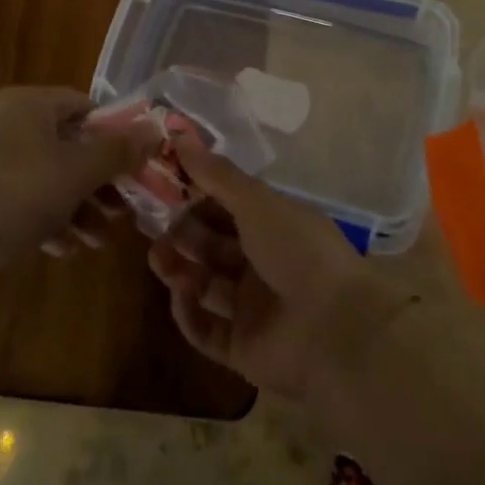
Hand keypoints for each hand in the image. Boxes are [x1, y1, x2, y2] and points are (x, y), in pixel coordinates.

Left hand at [0, 87, 154, 275]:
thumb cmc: (13, 197)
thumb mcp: (75, 174)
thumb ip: (118, 151)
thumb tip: (155, 130)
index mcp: (27, 103)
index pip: (84, 106)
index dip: (114, 135)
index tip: (133, 170)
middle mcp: (2, 118)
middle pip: (65, 143)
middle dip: (96, 182)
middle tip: (120, 213)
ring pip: (42, 173)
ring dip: (75, 205)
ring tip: (96, 242)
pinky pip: (16, 193)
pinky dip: (42, 215)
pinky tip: (61, 249)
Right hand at [147, 141, 414, 402]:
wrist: (335, 328)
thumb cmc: (297, 250)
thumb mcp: (256, 202)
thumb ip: (216, 174)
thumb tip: (178, 136)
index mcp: (273, 227)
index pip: (226, 207)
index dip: (195, 195)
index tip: (162, 184)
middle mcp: (262, 265)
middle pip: (212, 245)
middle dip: (182, 232)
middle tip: (150, 222)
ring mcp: (252, 309)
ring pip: (204, 285)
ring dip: (179, 268)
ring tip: (157, 257)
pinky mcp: (241, 349)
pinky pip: (206, 329)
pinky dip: (189, 312)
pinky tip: (181, 293)